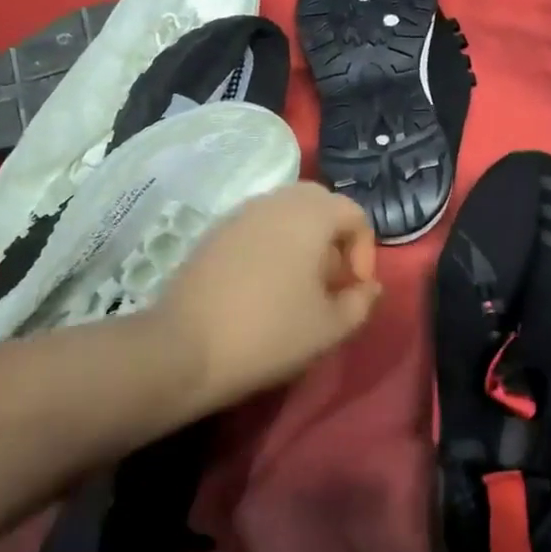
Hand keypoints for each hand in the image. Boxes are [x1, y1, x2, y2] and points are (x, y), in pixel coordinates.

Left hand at [151, 182, 381, 413]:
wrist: (183, 350)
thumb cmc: (270, 333)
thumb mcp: (331, 327)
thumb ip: (361, 302)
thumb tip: (367, 286)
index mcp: (311, 214)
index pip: (355, 214)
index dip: (365, 251)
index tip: (354, 289)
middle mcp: (276, 201)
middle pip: (320, 204)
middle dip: (335, 238)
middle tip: (331, 281)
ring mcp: (240, 214)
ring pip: (287, 213)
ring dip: (304, 241)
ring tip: (300, 286)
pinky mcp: (214, 233)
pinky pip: (258, 227)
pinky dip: (273, 245)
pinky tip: (265, 287)